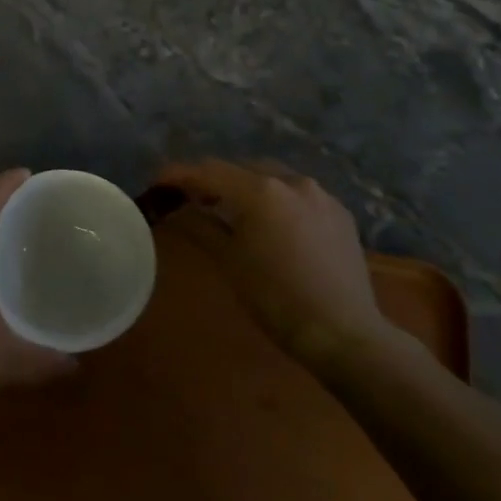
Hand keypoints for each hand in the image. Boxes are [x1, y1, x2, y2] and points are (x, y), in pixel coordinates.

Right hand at [155, 159, 391, 370]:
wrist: (343, 332)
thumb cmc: (276, 298)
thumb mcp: (229, 262)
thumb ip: (200, 226)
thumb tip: (179, 210)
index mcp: (260, 191)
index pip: (208, 171)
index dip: (179, 174)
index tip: (157, 180)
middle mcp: (292, 181)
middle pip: (240, 168)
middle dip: (214, 179)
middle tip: (192, 199)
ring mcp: (320, 195)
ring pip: (272, 177)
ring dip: (247, 186)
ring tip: (231, 209)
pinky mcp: (339, 213)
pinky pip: (298, 194)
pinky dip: (276, 199)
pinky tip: (271, 223)